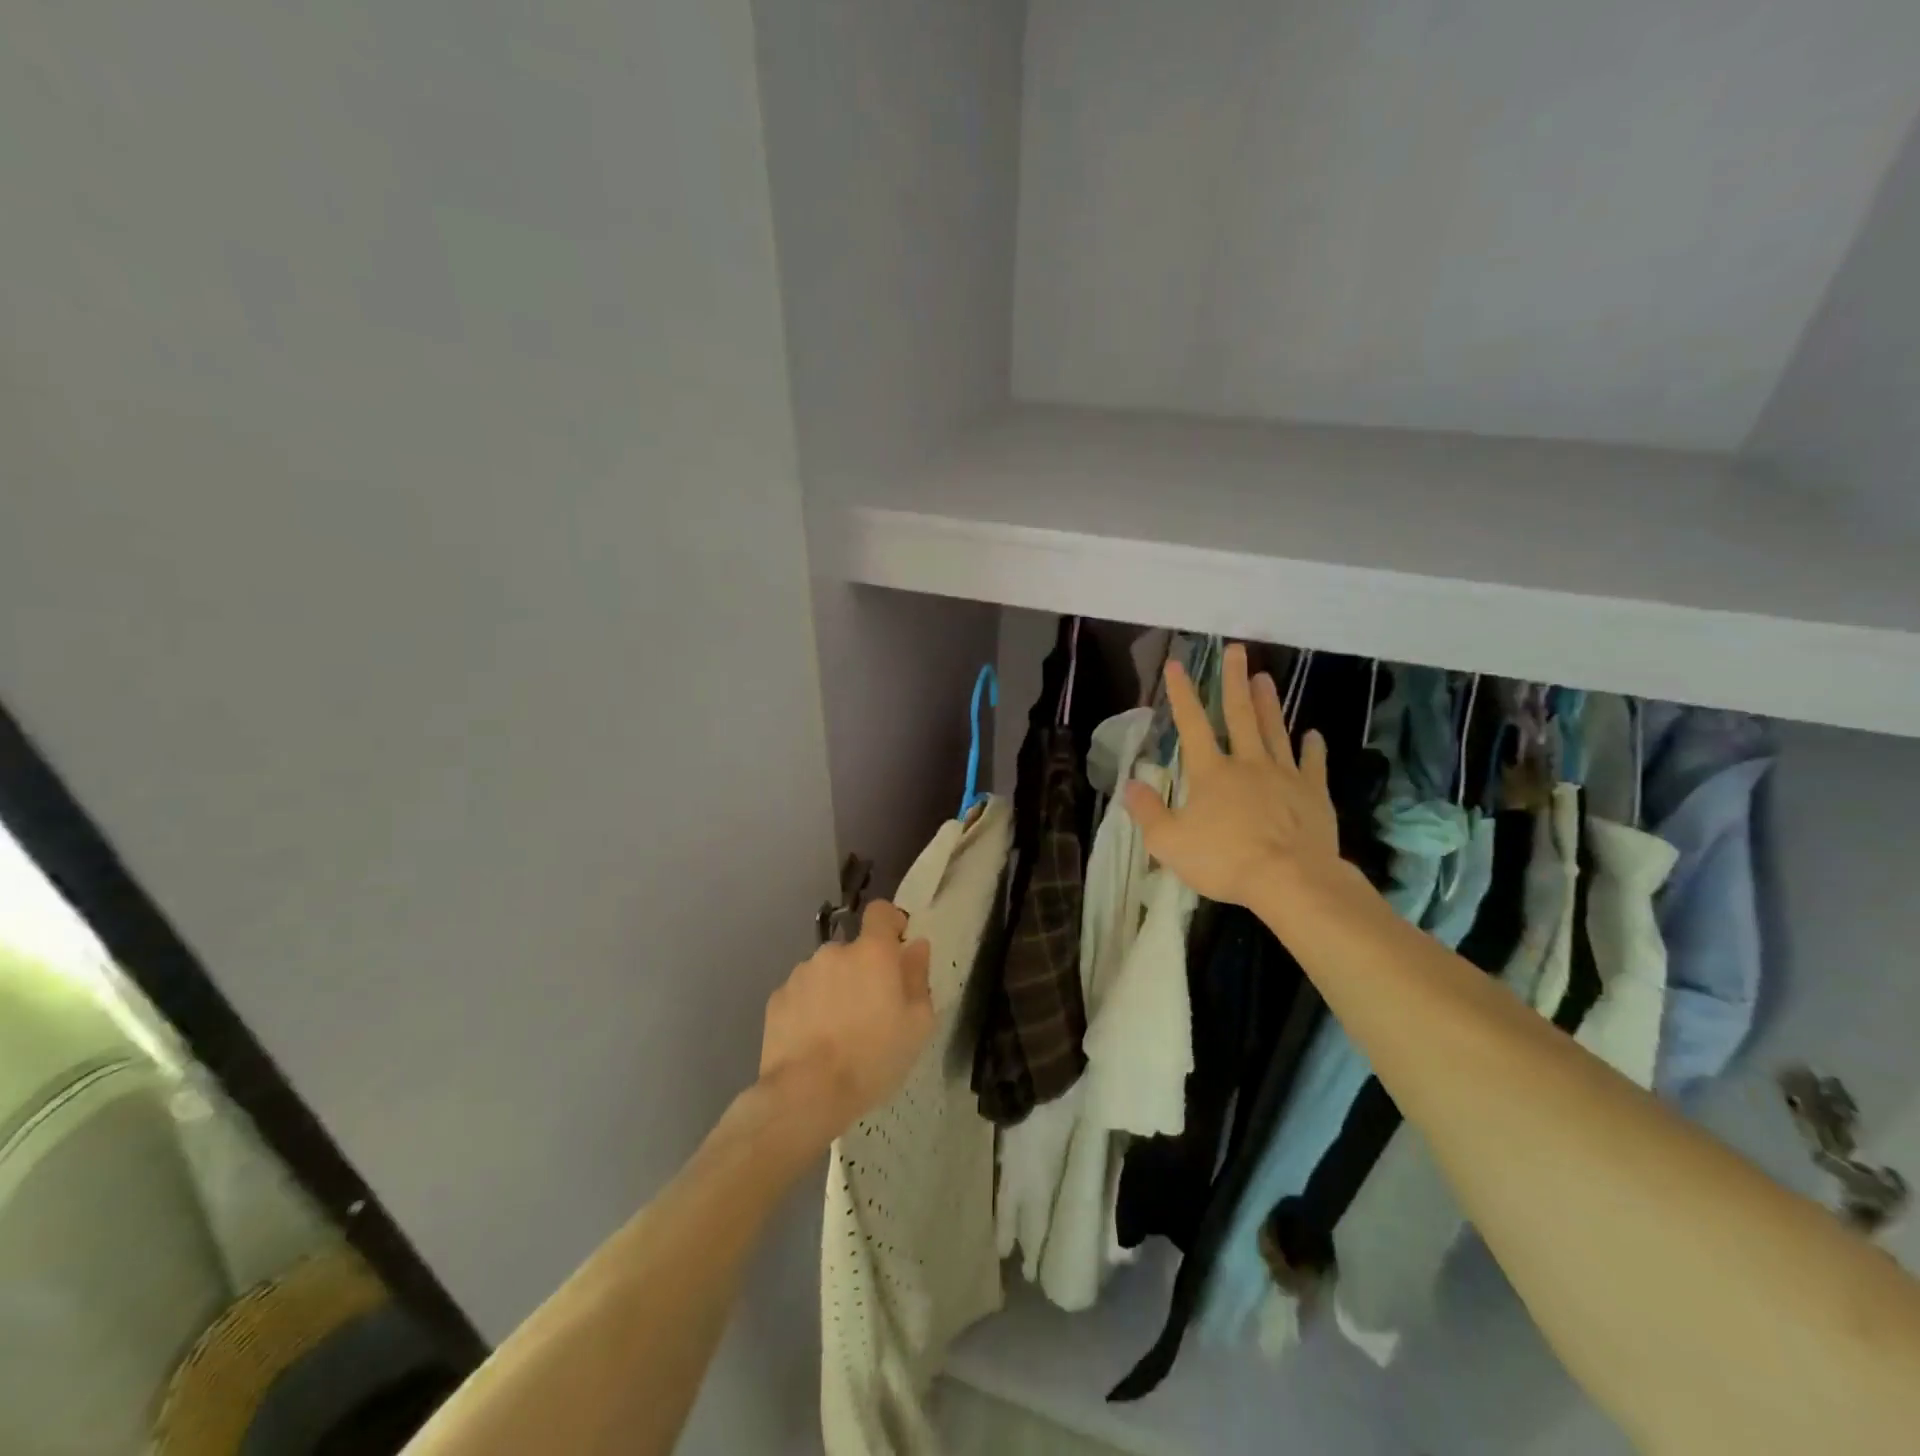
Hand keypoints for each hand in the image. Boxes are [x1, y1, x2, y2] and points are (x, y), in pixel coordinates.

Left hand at [757, 900, 933, 1147]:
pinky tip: (813, 1041)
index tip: (897, 947)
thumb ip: (918, 977)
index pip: (881, 911)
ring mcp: (800, 974)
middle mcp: (834, 952)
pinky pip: (802, 994)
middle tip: (871, 1012)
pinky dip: (810, 1008)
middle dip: (862, 971)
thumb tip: (916, 946)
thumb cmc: (873, 1058)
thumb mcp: (917, 1024)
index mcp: (872, 952)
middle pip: (854, 950)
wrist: (806, 1095)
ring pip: (826, 972)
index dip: (890, 923)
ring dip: (834, 990)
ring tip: (838, 1032)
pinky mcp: (777, 999)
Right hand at [1123, 642, 1340, 907]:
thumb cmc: (1224, 860)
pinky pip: (1313, 764)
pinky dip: (1312, 747)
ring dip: (1269, 703)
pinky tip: (1313, 734)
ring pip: (1275, 730)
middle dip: (1234, 681)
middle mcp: (1248, 763)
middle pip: (1239, 715)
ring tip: (1265, 678)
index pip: (1191, 724)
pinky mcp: (1314, 794)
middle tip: (1236, 650)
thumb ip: (1148, 812)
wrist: (1291, 880)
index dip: (1182, 694)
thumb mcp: (1169, 843)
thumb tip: (1130, 784)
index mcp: (1211, 772)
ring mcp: (1284, 776)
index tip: (1177, 664)